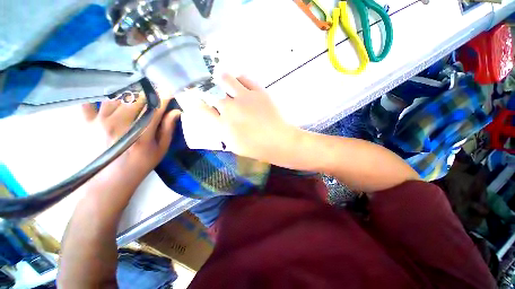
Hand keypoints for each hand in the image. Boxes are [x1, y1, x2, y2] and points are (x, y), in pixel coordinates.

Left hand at [82, 94, 180, 189]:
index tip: (170, 90)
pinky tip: (106, 94)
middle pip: (135, 99)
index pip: (155, 109)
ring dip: (128, 92)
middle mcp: (119, 124)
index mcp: (141, 134)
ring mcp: (99, 122)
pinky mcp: (86, 123)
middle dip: (148, 92)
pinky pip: (89, 103)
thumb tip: (176, 112)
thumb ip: (167, 129)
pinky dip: (97, 96)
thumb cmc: (140, 164)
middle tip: (155, 89)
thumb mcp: (160, 149)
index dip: (164, 98)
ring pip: (116, 97)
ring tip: (137, 91)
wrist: (110, 181)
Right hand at [199, 74, 298, 161]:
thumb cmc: (257, 148)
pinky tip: (240, 83)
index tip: (193, 98)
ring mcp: (245, 98)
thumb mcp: (234, 146)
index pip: (201, 109)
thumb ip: (223, 131)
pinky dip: (239, 79)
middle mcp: (230, 109)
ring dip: (221, 79)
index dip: (195, 101)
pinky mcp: (259, 92)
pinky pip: (245, 78)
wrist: (279, 141)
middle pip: (211, 92)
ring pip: (226, 78)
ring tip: (222, 80)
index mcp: (223, 125)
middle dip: (207, 90)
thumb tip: (217, 119)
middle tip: (211, 90)